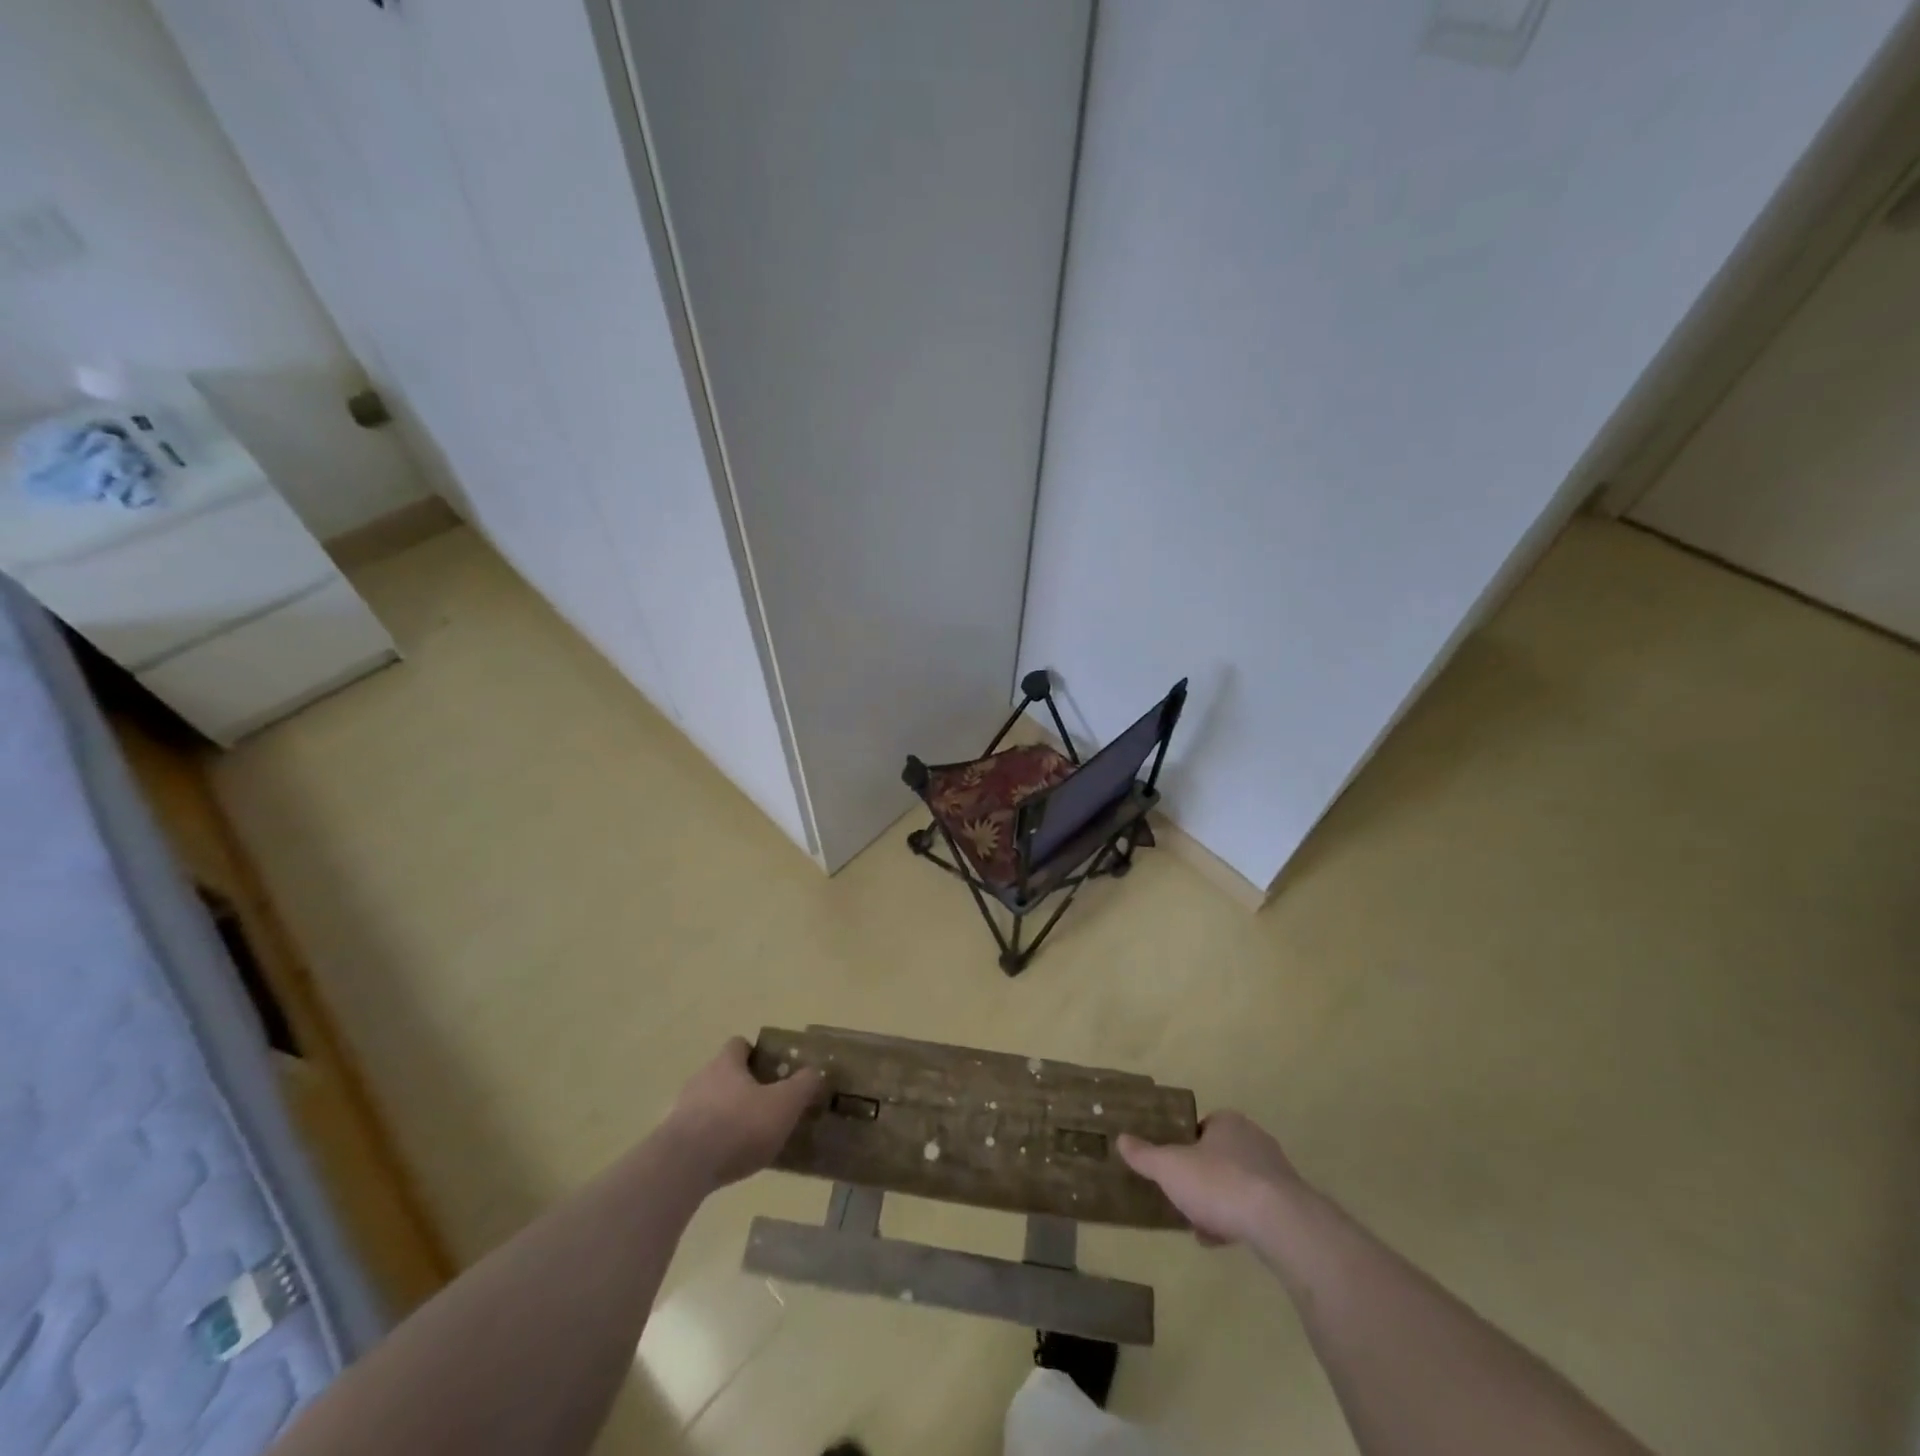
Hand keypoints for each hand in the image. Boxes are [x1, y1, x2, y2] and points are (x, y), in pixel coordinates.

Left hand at [663, 1038, 824, 1189]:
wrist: (683, 1168)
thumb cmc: (738, 1126)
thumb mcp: (784, 1104)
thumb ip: (802, 1085)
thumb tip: (815, 1071)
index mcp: (726, 1064)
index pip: (739, 1045)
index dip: (755, 1053)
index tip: (770, 1069)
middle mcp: (701, 1079)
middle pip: (723, 1074)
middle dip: (742, 1087)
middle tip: (765, 1105)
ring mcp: (681, 1110)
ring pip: (708, 1103)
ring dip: (725, 1115)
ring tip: (747, 1137)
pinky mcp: (670, 1141)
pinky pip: (696, 1133)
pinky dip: (711, 1140)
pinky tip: (726, 1159)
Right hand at [1119, 1111, 1306, 1248]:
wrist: (1279, 1222)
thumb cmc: (1219, 1183)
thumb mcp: (1170, 1168)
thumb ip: (1145, 1155)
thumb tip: (1122, 1139)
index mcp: (1228, 1122)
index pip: (1202, 1128)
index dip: (1185, 1147)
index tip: (1173, 1169)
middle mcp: (1254, 1140)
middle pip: (1220, 1156)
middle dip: (1202, 1178)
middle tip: (1184, 1198)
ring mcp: (1276, 1173)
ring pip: (1238, 1184)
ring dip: (1219, 1203)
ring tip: (1200, 1226)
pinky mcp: (1290, 1206)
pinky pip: (1256, 1209)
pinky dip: (1238, 1221)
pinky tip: (1222, 1242)